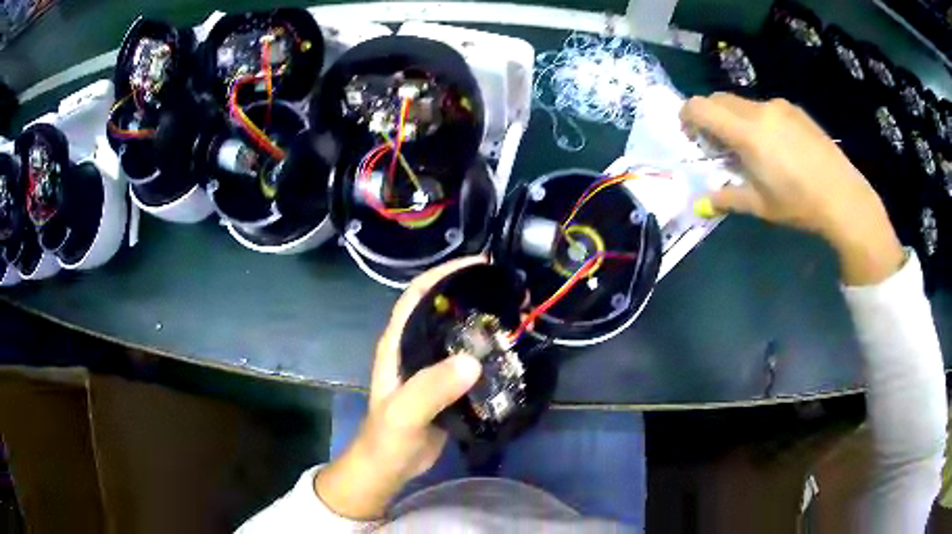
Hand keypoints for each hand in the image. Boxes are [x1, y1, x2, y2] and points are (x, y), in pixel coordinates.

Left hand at [314, 256, 484, 519]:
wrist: (391, 466)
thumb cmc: (388, 437)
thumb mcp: (405, 413)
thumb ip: (431, 388)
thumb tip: (473, 361)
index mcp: (397, 343)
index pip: (417, 295)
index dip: (443, 274)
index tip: (478, 264)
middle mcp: (414, 347)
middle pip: (442, 309)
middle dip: (471, 293)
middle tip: (508, 289)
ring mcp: (431, 367)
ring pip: (458, 333)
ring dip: (483, 321)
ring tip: (515, 313)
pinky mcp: (446, 385)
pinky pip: (469, 359)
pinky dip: (488, 351)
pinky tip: (510, 351)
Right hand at [681, 93, 903, 284]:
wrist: (844, 196)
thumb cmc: (800, 203)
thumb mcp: (760, 206)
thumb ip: (727, 197)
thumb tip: (704, 201)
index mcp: (747, 132)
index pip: (700, 107)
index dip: (686, 116)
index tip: (690, 136)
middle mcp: (760, 109)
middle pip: (719, 99)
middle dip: (709, 117)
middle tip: (717, 146)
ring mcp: (780, 106)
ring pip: (743, 103)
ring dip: (734, 119)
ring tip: (750, 149)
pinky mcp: (795, 110)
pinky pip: (765, 107)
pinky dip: (757, 120)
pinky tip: (775, 146)